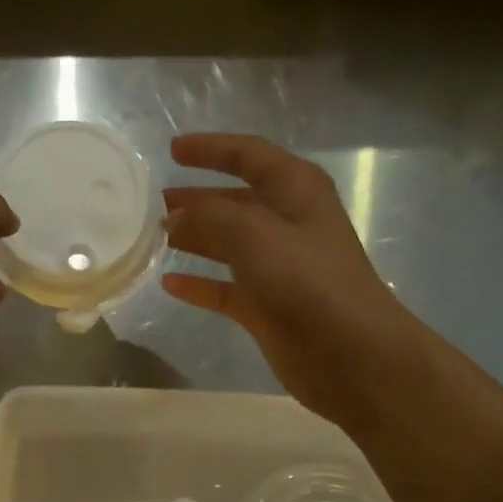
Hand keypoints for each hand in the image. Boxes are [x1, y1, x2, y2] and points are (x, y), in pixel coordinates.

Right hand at [161, 134, 406, 431]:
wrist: (348, 352)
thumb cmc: (307, 281)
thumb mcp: (255, 234)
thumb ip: (210, 217)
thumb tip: (175, 216)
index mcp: (295, 191)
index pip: (249, 156)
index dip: (211, 149)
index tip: (172, 150)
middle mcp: (286, 224)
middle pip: (234, 202)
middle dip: (197, 199)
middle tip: (154, 203)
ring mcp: (276, 268)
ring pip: (227, 245)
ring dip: (195, 239)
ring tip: (155, 238)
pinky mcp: (266, 307)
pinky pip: (224, 289)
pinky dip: (199, 285)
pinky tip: (170, 284)